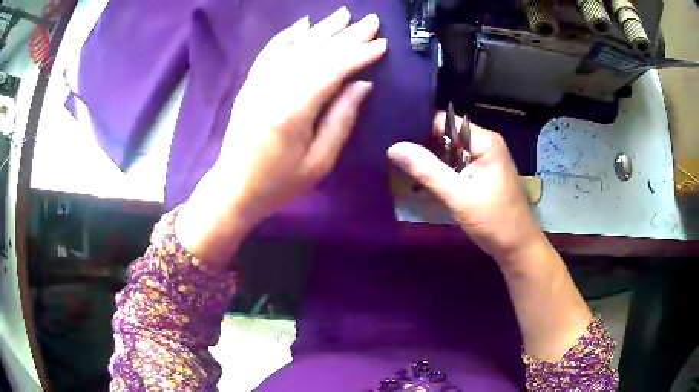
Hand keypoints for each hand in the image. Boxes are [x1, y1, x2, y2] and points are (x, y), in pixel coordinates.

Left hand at [176, 7, 386, 262]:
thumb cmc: (278, 183)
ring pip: (294, 47)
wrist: (233, 188)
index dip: (359, 54)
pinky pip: (269, 53)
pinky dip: (287, 36)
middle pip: (315, 53)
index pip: (332, 70)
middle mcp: (274, 89)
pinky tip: (302, 25)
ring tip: (343, 14)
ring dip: (321, 29)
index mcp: (293, 112)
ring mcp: (258, 84)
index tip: (381, 43)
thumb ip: (341, 120)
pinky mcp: (250, 85)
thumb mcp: (319, 162)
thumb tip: (362, 85)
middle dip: (346, 35)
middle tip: (370, 20)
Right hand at [388, 112, 546, 265]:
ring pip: (449, 152)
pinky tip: (422, 182)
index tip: (395, 139)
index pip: (445, 121)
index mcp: (485, 141)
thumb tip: (394, 147)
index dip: (420, 128)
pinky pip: (455, 166)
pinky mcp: (481, 174)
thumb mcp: (458, 196)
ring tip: (401, 168)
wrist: (518, 248)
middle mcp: (485, 144)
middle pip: (446, 135)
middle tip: (394, 156)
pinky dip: (440, 173)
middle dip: (422, 146)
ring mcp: (484, 160)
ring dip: (429, 162)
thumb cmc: (494, 221)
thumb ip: (427, 170)